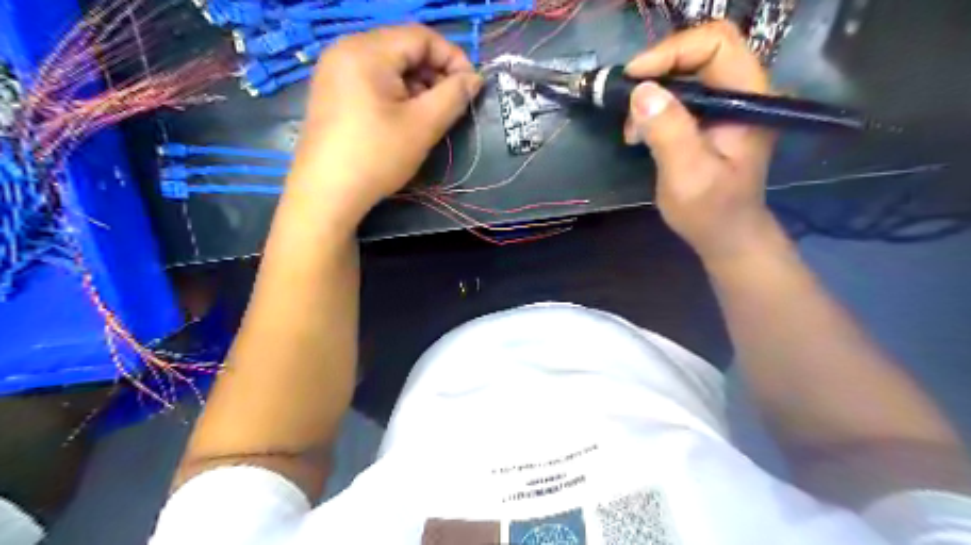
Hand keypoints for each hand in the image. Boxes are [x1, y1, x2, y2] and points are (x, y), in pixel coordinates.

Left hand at [287, 23, 484, 227]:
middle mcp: (346, 50)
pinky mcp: (331, 92)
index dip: (453, 58)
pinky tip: (403, 120)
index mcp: (367, 50)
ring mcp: (334, 71)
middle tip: (451, 106)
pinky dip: (396, 94)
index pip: (421, 36)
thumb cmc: (376, 156)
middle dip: (434, 74)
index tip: (471, 87)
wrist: (326, 194)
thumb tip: (475, 79)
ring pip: (389, 66)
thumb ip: (454, 96)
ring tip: (429, 117)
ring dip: (417, 86)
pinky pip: (372, 80)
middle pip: (403, 48)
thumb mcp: (423, 126)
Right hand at [630, 21, 779, 264]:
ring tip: (632, 128)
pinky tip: (640, 132)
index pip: (716, 44)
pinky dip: (654, 106)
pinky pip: (679, 94)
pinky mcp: (710, 118)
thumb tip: (641, 91)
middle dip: (657, 71)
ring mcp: (726, 104)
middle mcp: (743, 92)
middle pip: (700, 51)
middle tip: (627, 99)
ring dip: (652, 93)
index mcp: (749, 99)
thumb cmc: (710, 211)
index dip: (672, 52)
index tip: (633, 77)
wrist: (725, 234)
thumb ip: (669, 132)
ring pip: (686, 72)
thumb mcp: (687, 175)